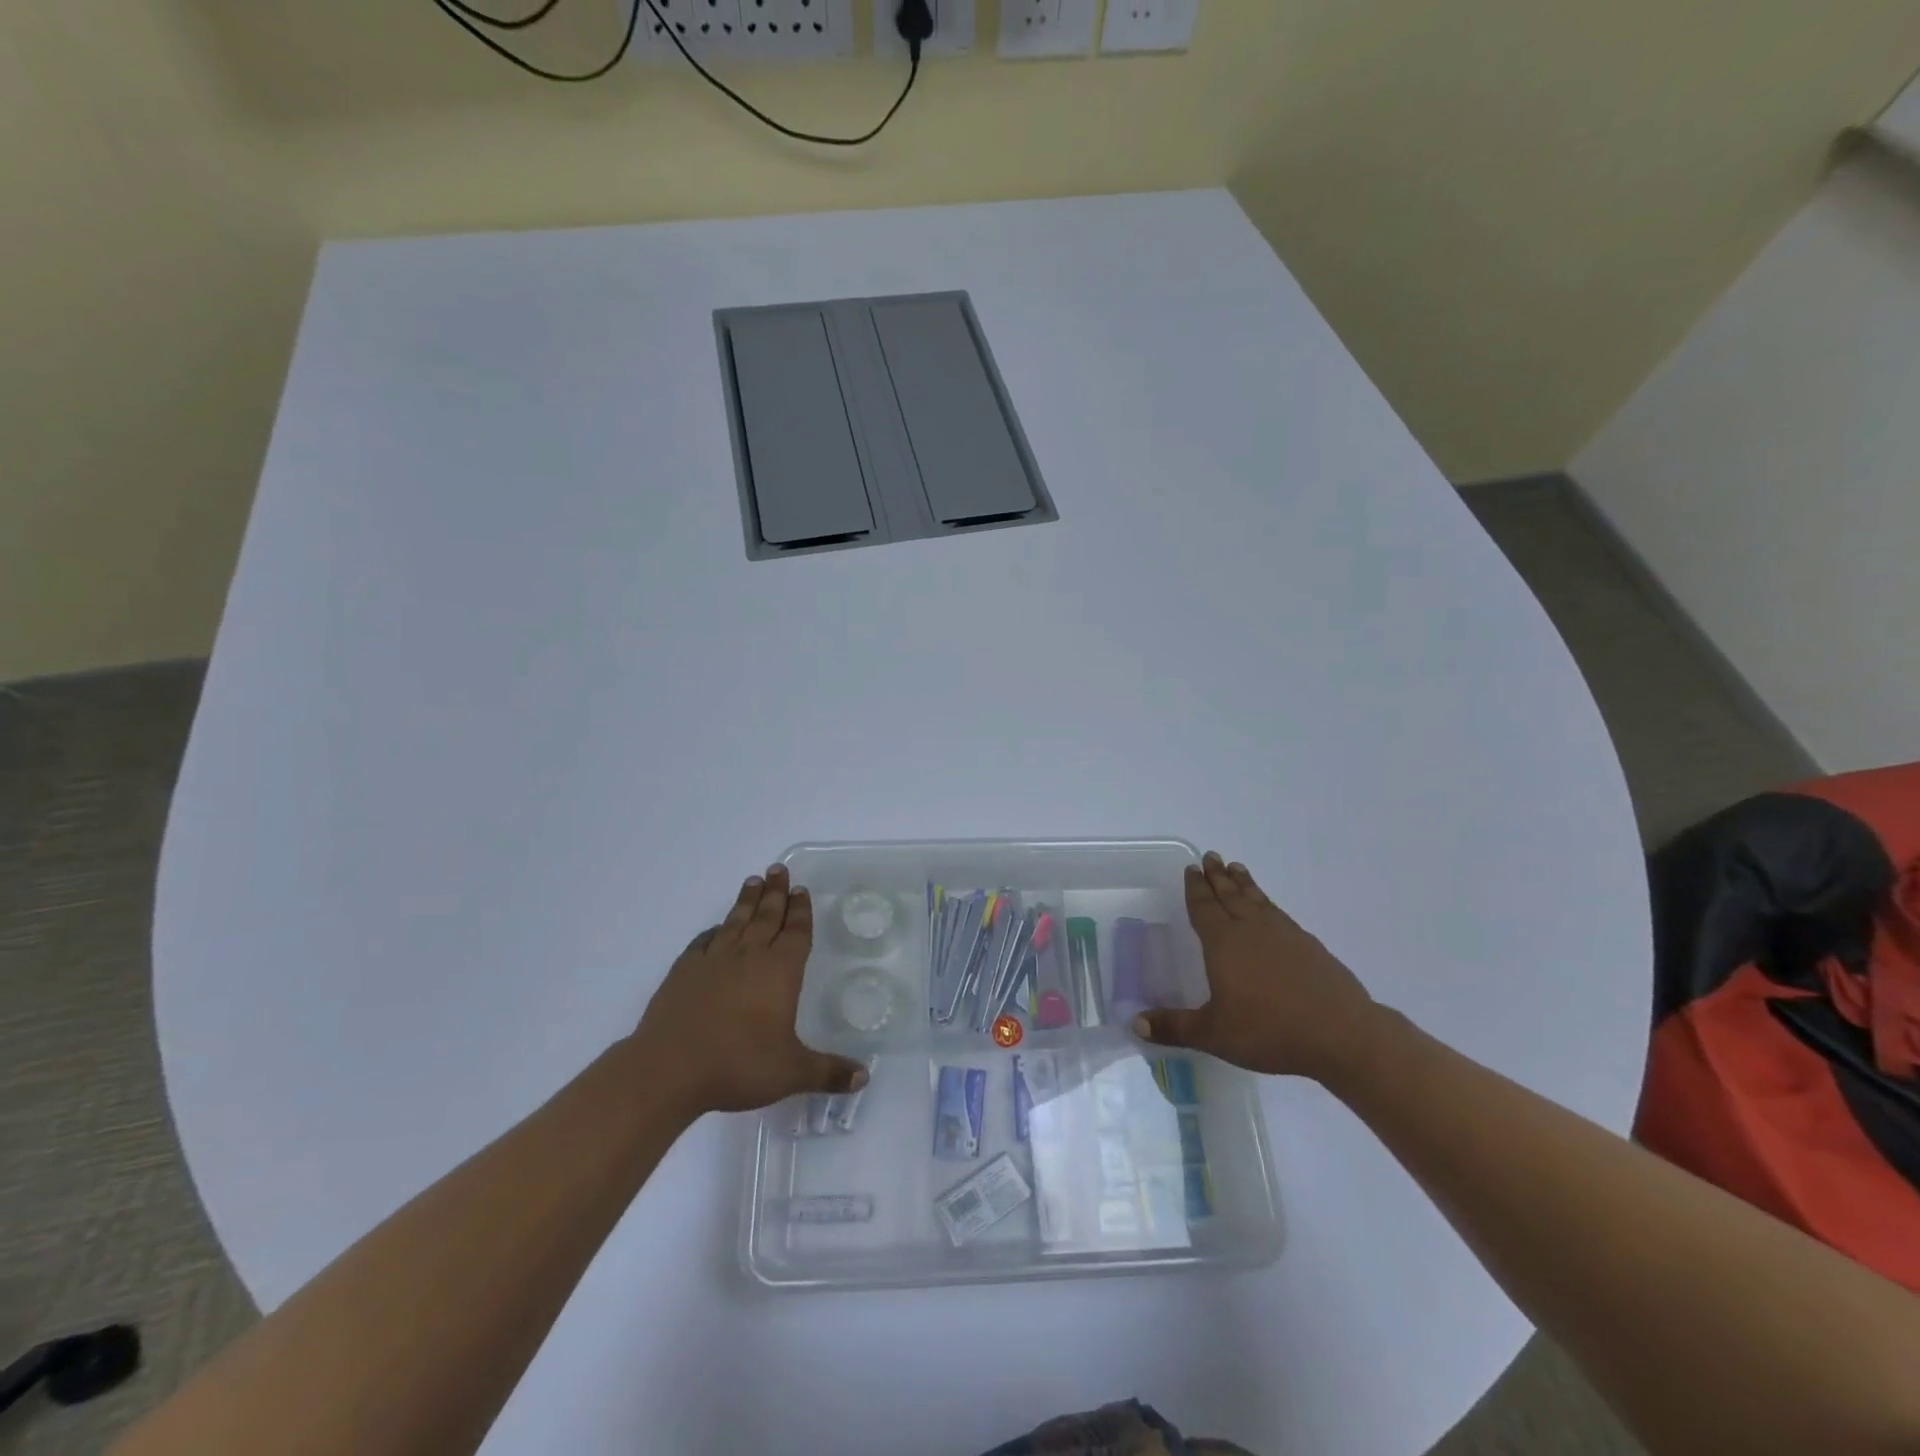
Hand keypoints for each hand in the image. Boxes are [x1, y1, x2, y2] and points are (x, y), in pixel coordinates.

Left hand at [633, 865, 869, 1115]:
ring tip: (753, 880)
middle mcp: (749, 957)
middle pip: (766, 917)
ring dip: (747, 901)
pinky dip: (713, 931)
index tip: (802, 890)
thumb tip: (864, 1078)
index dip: (801, 912)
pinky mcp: (684, 972)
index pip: (796, 933)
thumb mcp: (791, 1072)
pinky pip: (703, 942)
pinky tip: (716, 928)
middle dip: (776, 893)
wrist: (669, 1069)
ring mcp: (713, 961)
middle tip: (779, 869)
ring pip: (736, 922)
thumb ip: (828, 1072)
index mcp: (780, 971)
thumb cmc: (738, 1065)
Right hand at [1133, 852, 1382, 1082]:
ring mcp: (1285, 935)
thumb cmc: (1269, 1030)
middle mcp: (1252, 930)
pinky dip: (1268, 904)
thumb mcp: (1214, 1034)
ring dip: (1244, 883)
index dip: (1196, 888)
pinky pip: (1280, 914)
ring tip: (1237, 868)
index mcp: (1224, 943)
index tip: (1191, 868)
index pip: (1204, 908)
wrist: (1341, 1033)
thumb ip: (1174, 1027)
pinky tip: (1270, 909)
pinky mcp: (1310, 946)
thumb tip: (1136, 1023)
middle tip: (1211, 855)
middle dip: (1218, 876)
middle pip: (1230, 895)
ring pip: (1257, 900)